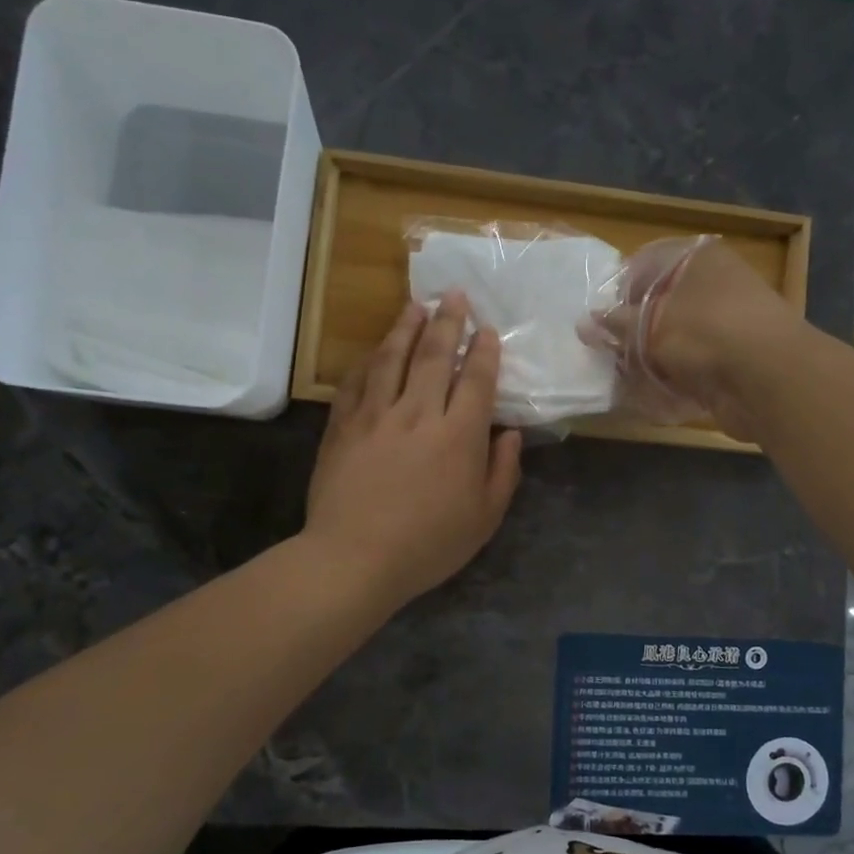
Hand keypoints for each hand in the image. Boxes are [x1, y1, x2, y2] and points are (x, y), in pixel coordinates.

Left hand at [305, 292, 523, 608]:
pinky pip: (357, 382)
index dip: (483, 351)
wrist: (354, 558)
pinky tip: (374, 351)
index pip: (475, 380)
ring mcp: (376, 416)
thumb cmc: (428, 544)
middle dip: (447, 322)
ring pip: (392, 359)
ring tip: (415, 305)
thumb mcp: (484, 518)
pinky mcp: (343, 426)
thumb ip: (503, 471)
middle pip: (434, 356)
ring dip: (406, 328)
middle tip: (454, 294)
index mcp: (458, 435)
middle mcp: (418, 413)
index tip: (487, 330)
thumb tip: (510, 434)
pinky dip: (368, 361)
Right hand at [588, 237, 799, 440]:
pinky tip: (657, 393)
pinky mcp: (735, 359)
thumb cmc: (702, 333)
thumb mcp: (648, 325)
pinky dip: (675, 377)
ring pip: (676, 338)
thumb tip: (586, 324)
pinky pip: (694, 364)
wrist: (767, 378)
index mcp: (698, 258)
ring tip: (630, 377)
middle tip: (611, 353)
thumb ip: (616, 324)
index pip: (646, 264)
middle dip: (634, 331)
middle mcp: (716, 283)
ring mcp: (728, 322)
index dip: (620, 291)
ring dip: (653, 358)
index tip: (602, 321)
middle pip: (662, 303)